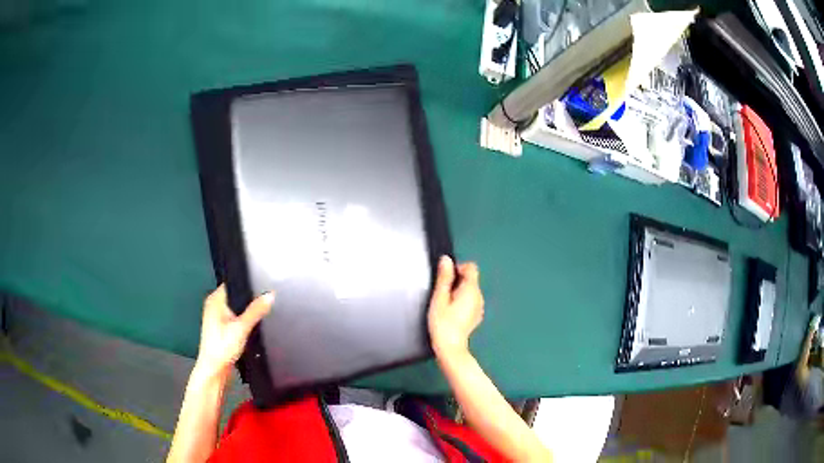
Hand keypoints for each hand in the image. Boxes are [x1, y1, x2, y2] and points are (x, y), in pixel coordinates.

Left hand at [195, 284, 273, 380]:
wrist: (215, 371)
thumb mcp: (242, 328)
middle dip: (250, 299)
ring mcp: (217, 317)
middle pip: (237, 295)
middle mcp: (214, 305)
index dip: (248, 282)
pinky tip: (253, 325)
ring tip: (262, 312)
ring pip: (237, 308)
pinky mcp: (222, 328)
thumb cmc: (222, 347)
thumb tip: (270, 294)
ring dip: (248, 311)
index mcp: (215, 299)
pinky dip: (244, 321)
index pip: (233, 282)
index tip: (264, 283)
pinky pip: (236, 318)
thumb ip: (256, 311)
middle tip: (267, 299)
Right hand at [428, 256, 483, 357]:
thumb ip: (444, 278)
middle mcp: (479, 296)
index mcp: (471, 289)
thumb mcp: (439, 298)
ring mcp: (479, 307)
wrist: (450, 347)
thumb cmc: (443, 323)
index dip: (458, 267)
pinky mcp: (476, 316)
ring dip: (459, 291)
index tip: (445, 278)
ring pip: (470, 290)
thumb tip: (446, 260)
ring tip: (445, 304)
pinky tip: (452, 313)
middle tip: (442, 293)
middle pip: (471, 279)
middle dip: (457, 281)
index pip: (471, 267)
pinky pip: (470, 301)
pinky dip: (462, 301)